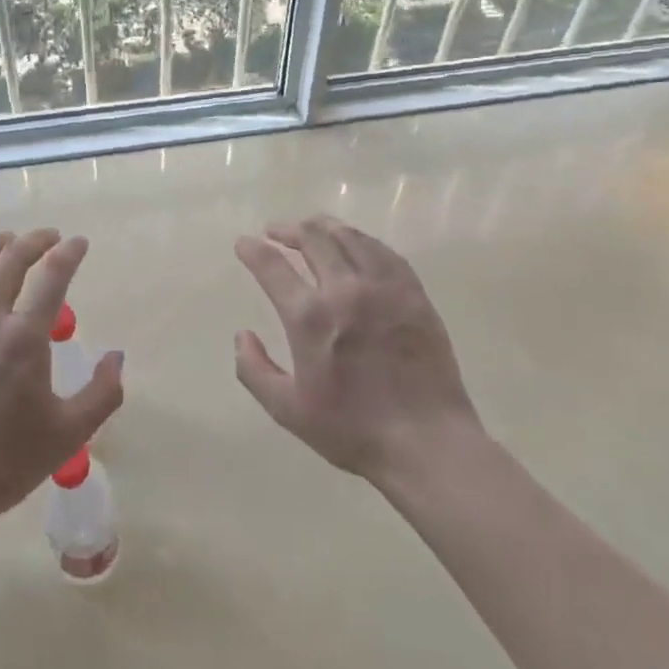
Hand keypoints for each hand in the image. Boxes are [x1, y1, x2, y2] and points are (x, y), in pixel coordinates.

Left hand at [0, 230, 123, 539]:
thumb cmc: (3, 465)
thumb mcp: (68, 435)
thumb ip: (103, 393)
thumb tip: (117, 356)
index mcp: (23, 338)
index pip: (53, 277)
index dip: (69, 253)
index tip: (78, 243)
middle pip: (10, 261)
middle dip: (34, 242)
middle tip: (47, 237)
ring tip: (4, 241)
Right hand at [234, 216, 482, 485]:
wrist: (426, 442)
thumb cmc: (352, 430)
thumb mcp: (288, 410)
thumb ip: (254, 370)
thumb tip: (242, 335)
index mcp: (310, 317)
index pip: (272, 266)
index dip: (253, 250)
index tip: (243, 243)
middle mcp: (345, 290)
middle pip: (312, 238)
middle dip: (287, 229)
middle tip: (275, 231)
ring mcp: (383, 287)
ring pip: (349, 236)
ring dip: (323, 226)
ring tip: (311, 227)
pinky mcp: (413, 293)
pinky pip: (383, 251)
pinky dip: (361, 239)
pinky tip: (355, 243)